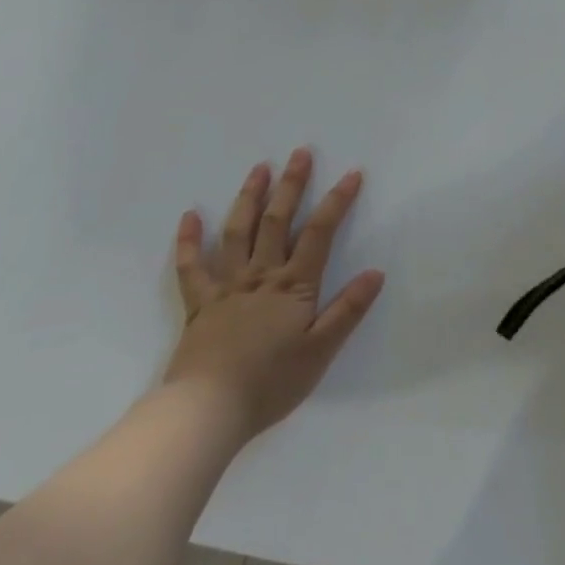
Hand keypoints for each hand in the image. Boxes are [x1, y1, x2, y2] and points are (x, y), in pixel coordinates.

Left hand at [166, 150, 384, 448]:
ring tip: (259, 168)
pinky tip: (190, 215)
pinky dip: (189, 240)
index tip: (352, 173)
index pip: (320, 232)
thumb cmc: (271, 382)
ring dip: (249, 197)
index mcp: (293, 285)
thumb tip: (375, 272)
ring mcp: (227, 286)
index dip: (337, 201)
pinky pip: (191, 267)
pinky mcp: (200, 304)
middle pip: (278, 220)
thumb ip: (348, 310)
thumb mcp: (321, 350)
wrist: (208, 411)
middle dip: (292, 185)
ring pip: (238, 232)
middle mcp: (261, 275)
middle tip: (300, 153)